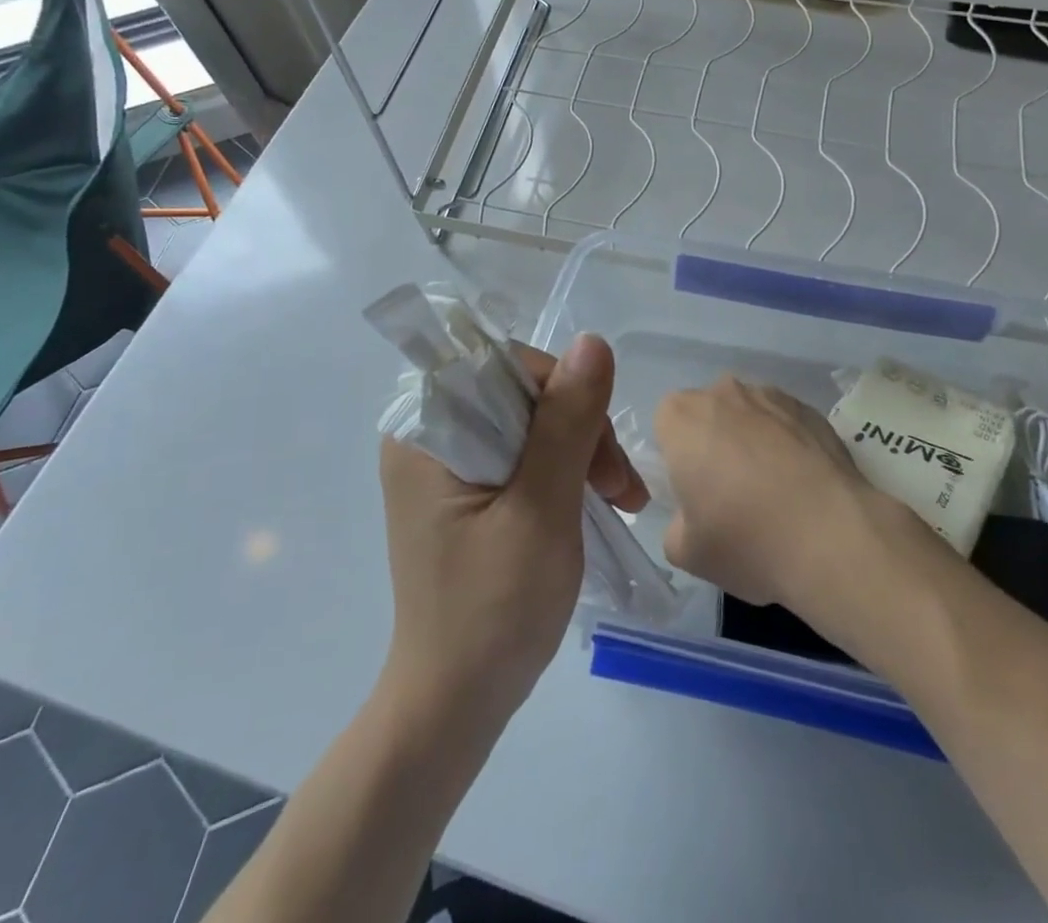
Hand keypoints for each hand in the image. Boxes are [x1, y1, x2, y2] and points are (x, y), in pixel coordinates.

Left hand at [378, 334, 645, 735]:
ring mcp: (447, 464)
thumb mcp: (540, 509)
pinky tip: (601, 501)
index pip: (503, 366)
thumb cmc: (492, 611)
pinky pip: (524, 455)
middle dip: (580, 430)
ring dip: (582, 452)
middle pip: (521, 394)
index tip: (601, 448)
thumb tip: (595, 341)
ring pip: (531, 423)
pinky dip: (566, 472)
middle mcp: (429, 436)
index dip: (562, 391)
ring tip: (623, 501)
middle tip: (621, 488)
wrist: (455, 706)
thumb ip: (567, 422)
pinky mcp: (467, 490)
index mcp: (425, 430)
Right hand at [653, 376, 883, 607]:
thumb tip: (695, 517)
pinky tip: (803, 487)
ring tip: (775, 492)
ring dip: (753, 441)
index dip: (677, 457)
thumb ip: (677, 524)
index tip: (694, 493)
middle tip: (730, 494)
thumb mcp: (685, 551)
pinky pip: (787, 424)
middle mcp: (724, 393)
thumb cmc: (746, 540)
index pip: (666, 425)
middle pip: (709, 414)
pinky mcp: (813, 411)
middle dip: (714, 443)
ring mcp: (773, 396)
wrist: (832, 537)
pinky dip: (789, 446)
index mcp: (682, 417)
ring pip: (750, 415)